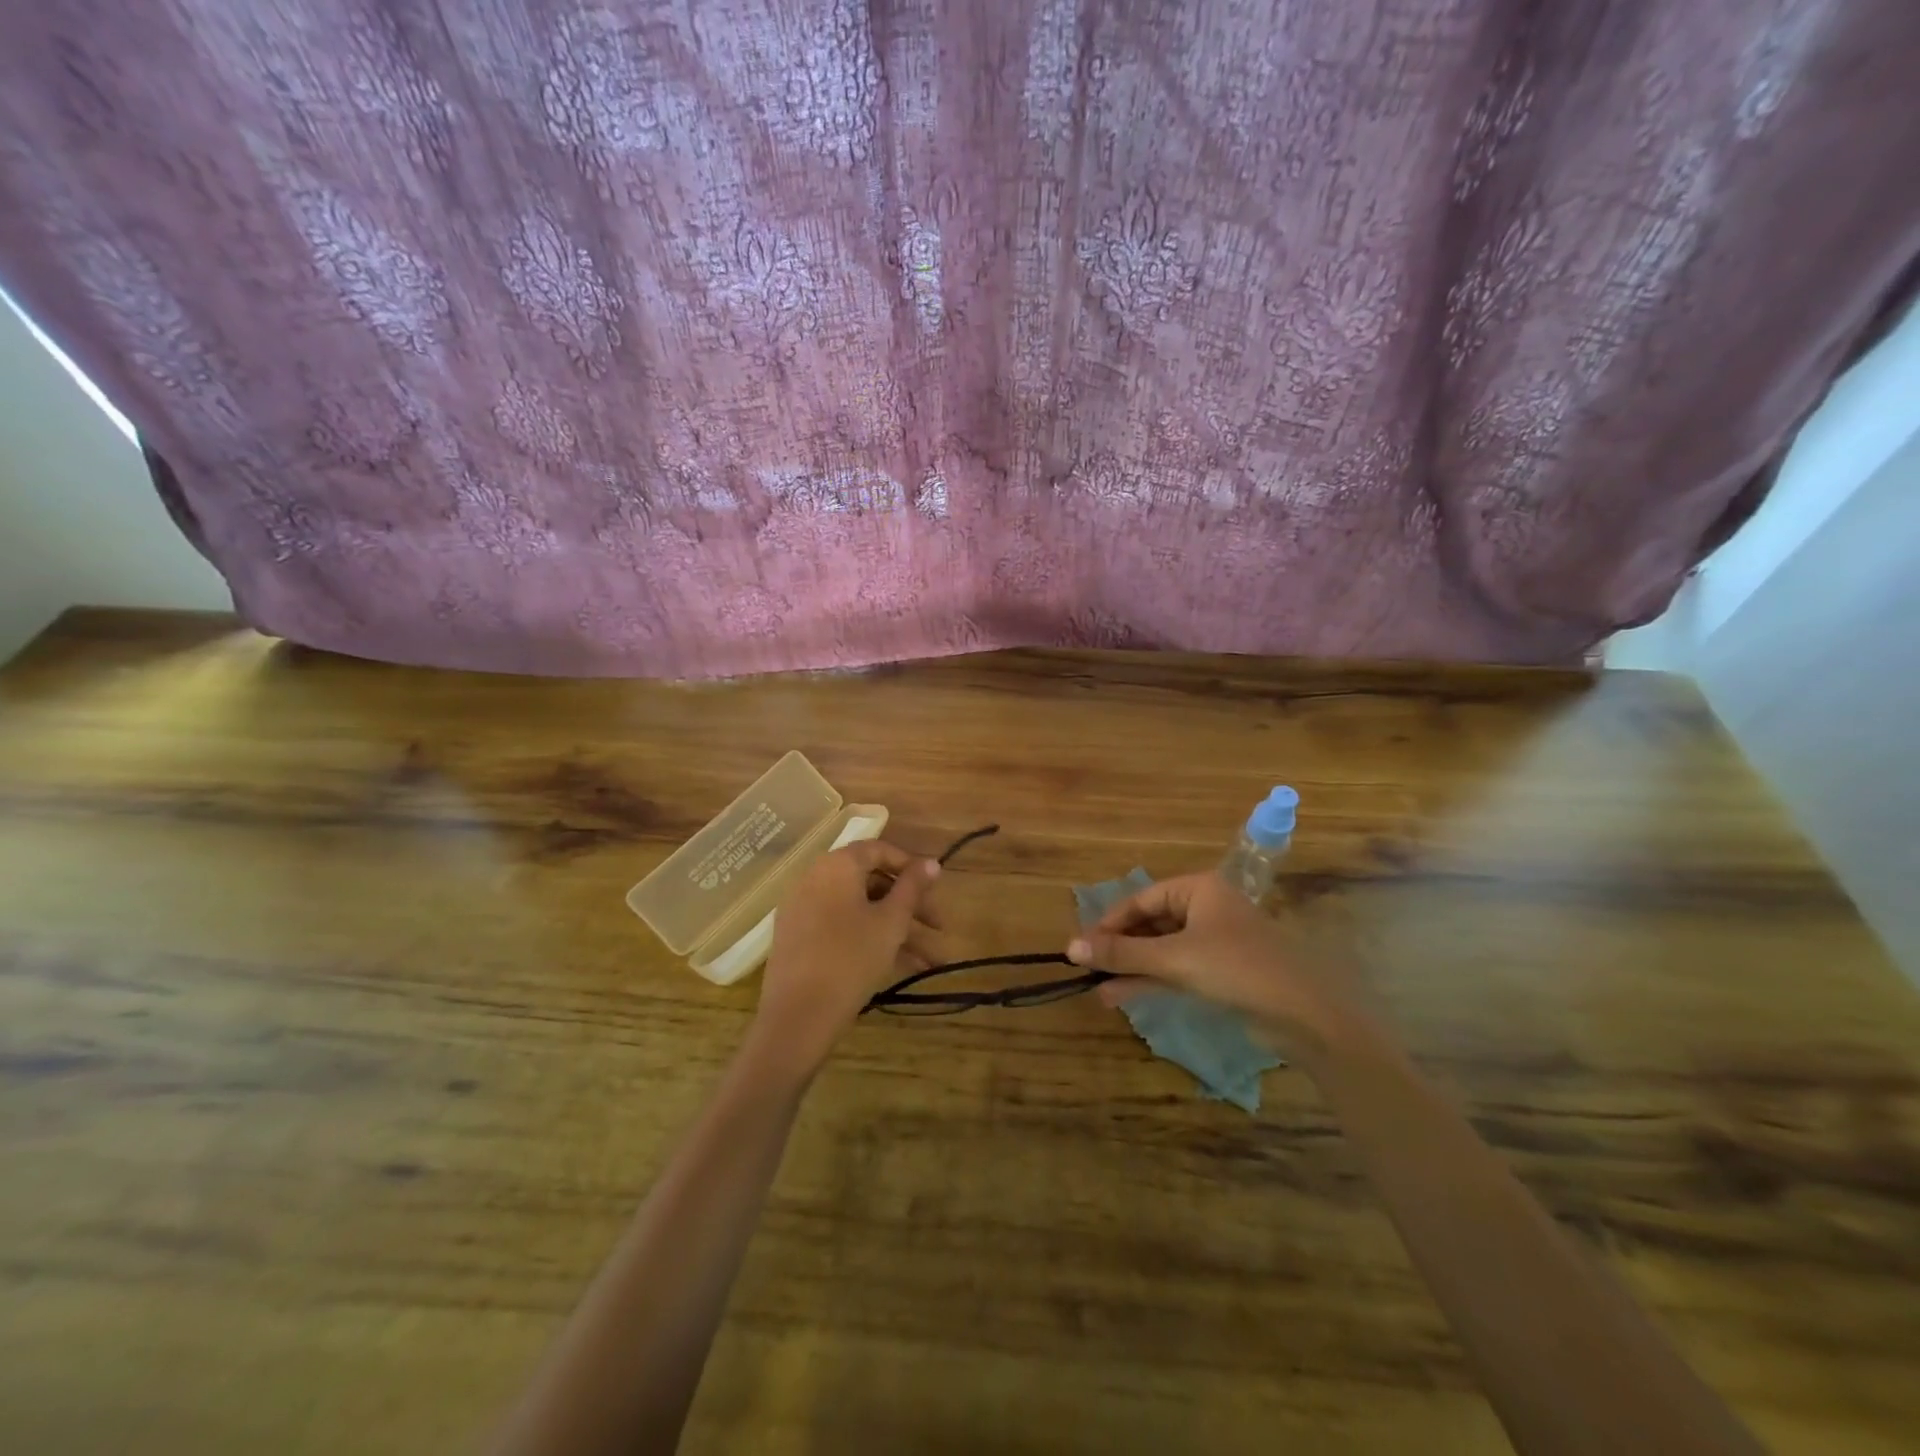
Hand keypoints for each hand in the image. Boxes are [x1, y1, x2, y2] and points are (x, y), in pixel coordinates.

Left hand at [754, 840, 942, 1070]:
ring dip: (897, 930)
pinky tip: (902, 967)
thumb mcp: (891, 922)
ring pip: (860, 910)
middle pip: (871, 882)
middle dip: (910, 906)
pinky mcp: (799, 938)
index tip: (934, 890)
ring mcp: (803, 909)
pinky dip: (870, 939)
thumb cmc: (851, 958)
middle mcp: (815, 878)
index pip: (879, 850)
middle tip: (939, 929)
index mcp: (836, 865)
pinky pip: (842, 927)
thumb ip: (913, 888)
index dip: (911, 867)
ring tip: (931, 961)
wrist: (797, 1016)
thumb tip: (932, 863)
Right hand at [1065, 872, 1375, 1061]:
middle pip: (1150, 923)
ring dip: (1131, 967)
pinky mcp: (1221, 971)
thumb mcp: (1174, 959)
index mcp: (1199, 889)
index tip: (1081, 946)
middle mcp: (1205, 908)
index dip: (1109, 923)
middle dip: (1119, 948)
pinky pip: (1176, 968)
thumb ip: (1122, 954)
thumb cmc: (1238, 969)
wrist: (1305, 1015)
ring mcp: (1214, 941)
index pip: (1141, 899)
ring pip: (1161, 948)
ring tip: (1097, 988)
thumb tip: (1070, 947)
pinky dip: (1151, 979)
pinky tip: (1121, 995)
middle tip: (1087, 968)